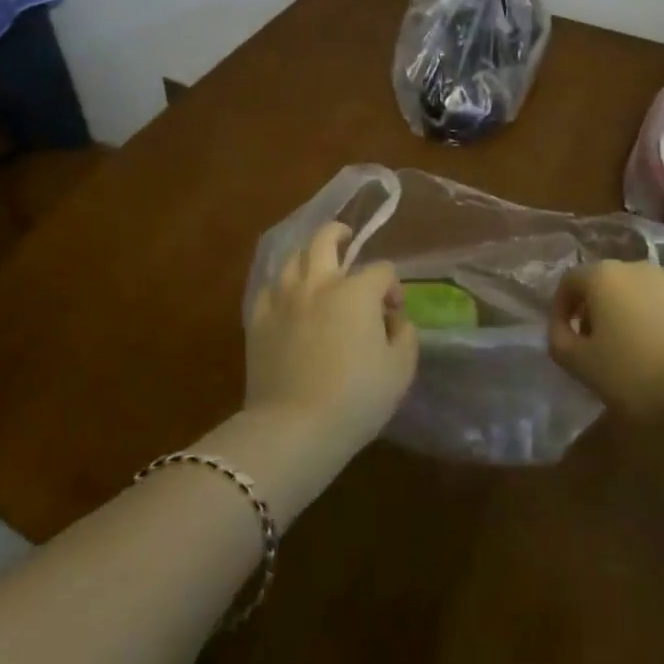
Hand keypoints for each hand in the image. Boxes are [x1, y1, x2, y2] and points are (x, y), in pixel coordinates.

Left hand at [247, 222, 419, 453]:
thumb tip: (396, 321)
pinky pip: (269, 289)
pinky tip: (288, 300)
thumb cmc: (356, 399)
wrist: (294, 428)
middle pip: (325, 239)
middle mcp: (318, 284)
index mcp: (356, 292)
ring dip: (309, 256)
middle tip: (347, 239)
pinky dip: (282, 287)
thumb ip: (406, 337)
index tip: (394, 314)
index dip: (393, 287)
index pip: (382, 270)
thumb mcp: (400, 371)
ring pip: (293, 258)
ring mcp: (283, 299)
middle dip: (340, 234)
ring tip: (317, 268)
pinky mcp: (258, 320)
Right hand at [549, 260, 663, 421]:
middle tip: (595, 347)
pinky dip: (660, 324)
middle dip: (596, 311)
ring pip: (640, 295)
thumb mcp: (581, 365)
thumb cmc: (636, 374)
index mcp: (604, 276)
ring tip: (632, 354)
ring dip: (629, 316)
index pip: (569, 282)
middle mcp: (638, 268)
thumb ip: (559, 341)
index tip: (563, 338)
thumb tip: (561, 330)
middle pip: (606, 284)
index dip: (560, 309)